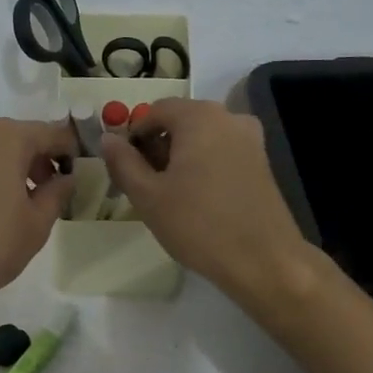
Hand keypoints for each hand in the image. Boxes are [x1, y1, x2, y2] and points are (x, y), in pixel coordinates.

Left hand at [0, 118, 75, 316]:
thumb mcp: (36, 223)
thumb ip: (57, 193)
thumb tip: (66, 177)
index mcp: (7, 137)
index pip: (51, 132)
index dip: (70, 151)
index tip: (79, 173)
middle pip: (19, 135)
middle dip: (38, 157)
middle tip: (49, 189)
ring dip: (11, 163)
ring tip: (20, 200)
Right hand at [101, 98, 312, 305]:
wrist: (264, 261)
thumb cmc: (198, 225)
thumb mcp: (147, 195)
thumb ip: (123, 162)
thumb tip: (108, 139)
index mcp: (200, 117)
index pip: (154, 110)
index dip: (133, 135)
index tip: (124, 167)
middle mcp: (228, 118)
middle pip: (180, 121)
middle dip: (156, 146)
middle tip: (142, 183)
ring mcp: (250, 139)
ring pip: (201, 137)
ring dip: (178, 157)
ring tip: (167, 194)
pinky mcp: (261, 162)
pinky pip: (221, 151)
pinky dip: (202, 165)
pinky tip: (195, 199)